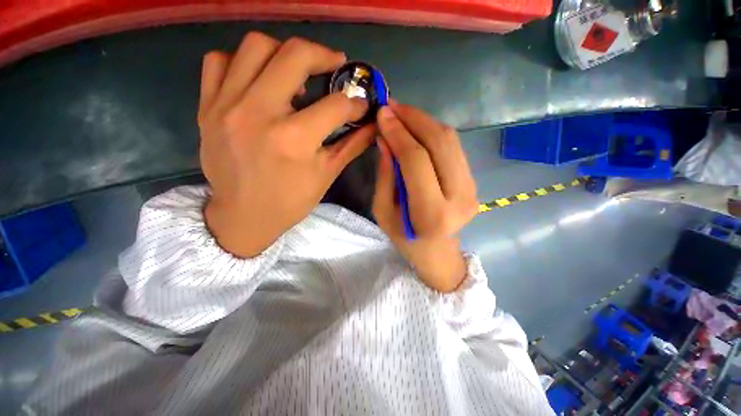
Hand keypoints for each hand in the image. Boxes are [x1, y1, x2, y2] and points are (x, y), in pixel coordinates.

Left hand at [199, 33, 374, 257]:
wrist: (243, 216)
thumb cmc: (290, 201)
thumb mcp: (326, 175)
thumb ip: (351, 145)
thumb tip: (373, 125)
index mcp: (294, 139)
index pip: (336, 105)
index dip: (356, 103)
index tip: (361, 104)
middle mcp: (259, 113)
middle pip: (295, 55)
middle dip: (324, 55)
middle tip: (334, 65)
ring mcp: (227, 105)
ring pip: (256, 46)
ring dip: (283, 52)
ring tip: (296, 71)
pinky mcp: (208, 107)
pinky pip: (219, 61)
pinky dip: (242, 62)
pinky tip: (258, 80)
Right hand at [373, 101, 478, 292]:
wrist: (437, 252)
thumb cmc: (405, 238)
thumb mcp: (383, 211)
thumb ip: (385, 175)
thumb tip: (385, 139)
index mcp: (432, 213)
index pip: (416, 161)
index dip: (398, 133)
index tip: (382, 114)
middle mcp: (459, 198)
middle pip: (439, 143)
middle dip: (413, 119)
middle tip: (391, 106)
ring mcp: (472, 188)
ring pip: (450, 141)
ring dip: (424, 121)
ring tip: (402, 113)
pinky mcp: (474, 182)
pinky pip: (454, 147)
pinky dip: (434, 132)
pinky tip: (417, 127)